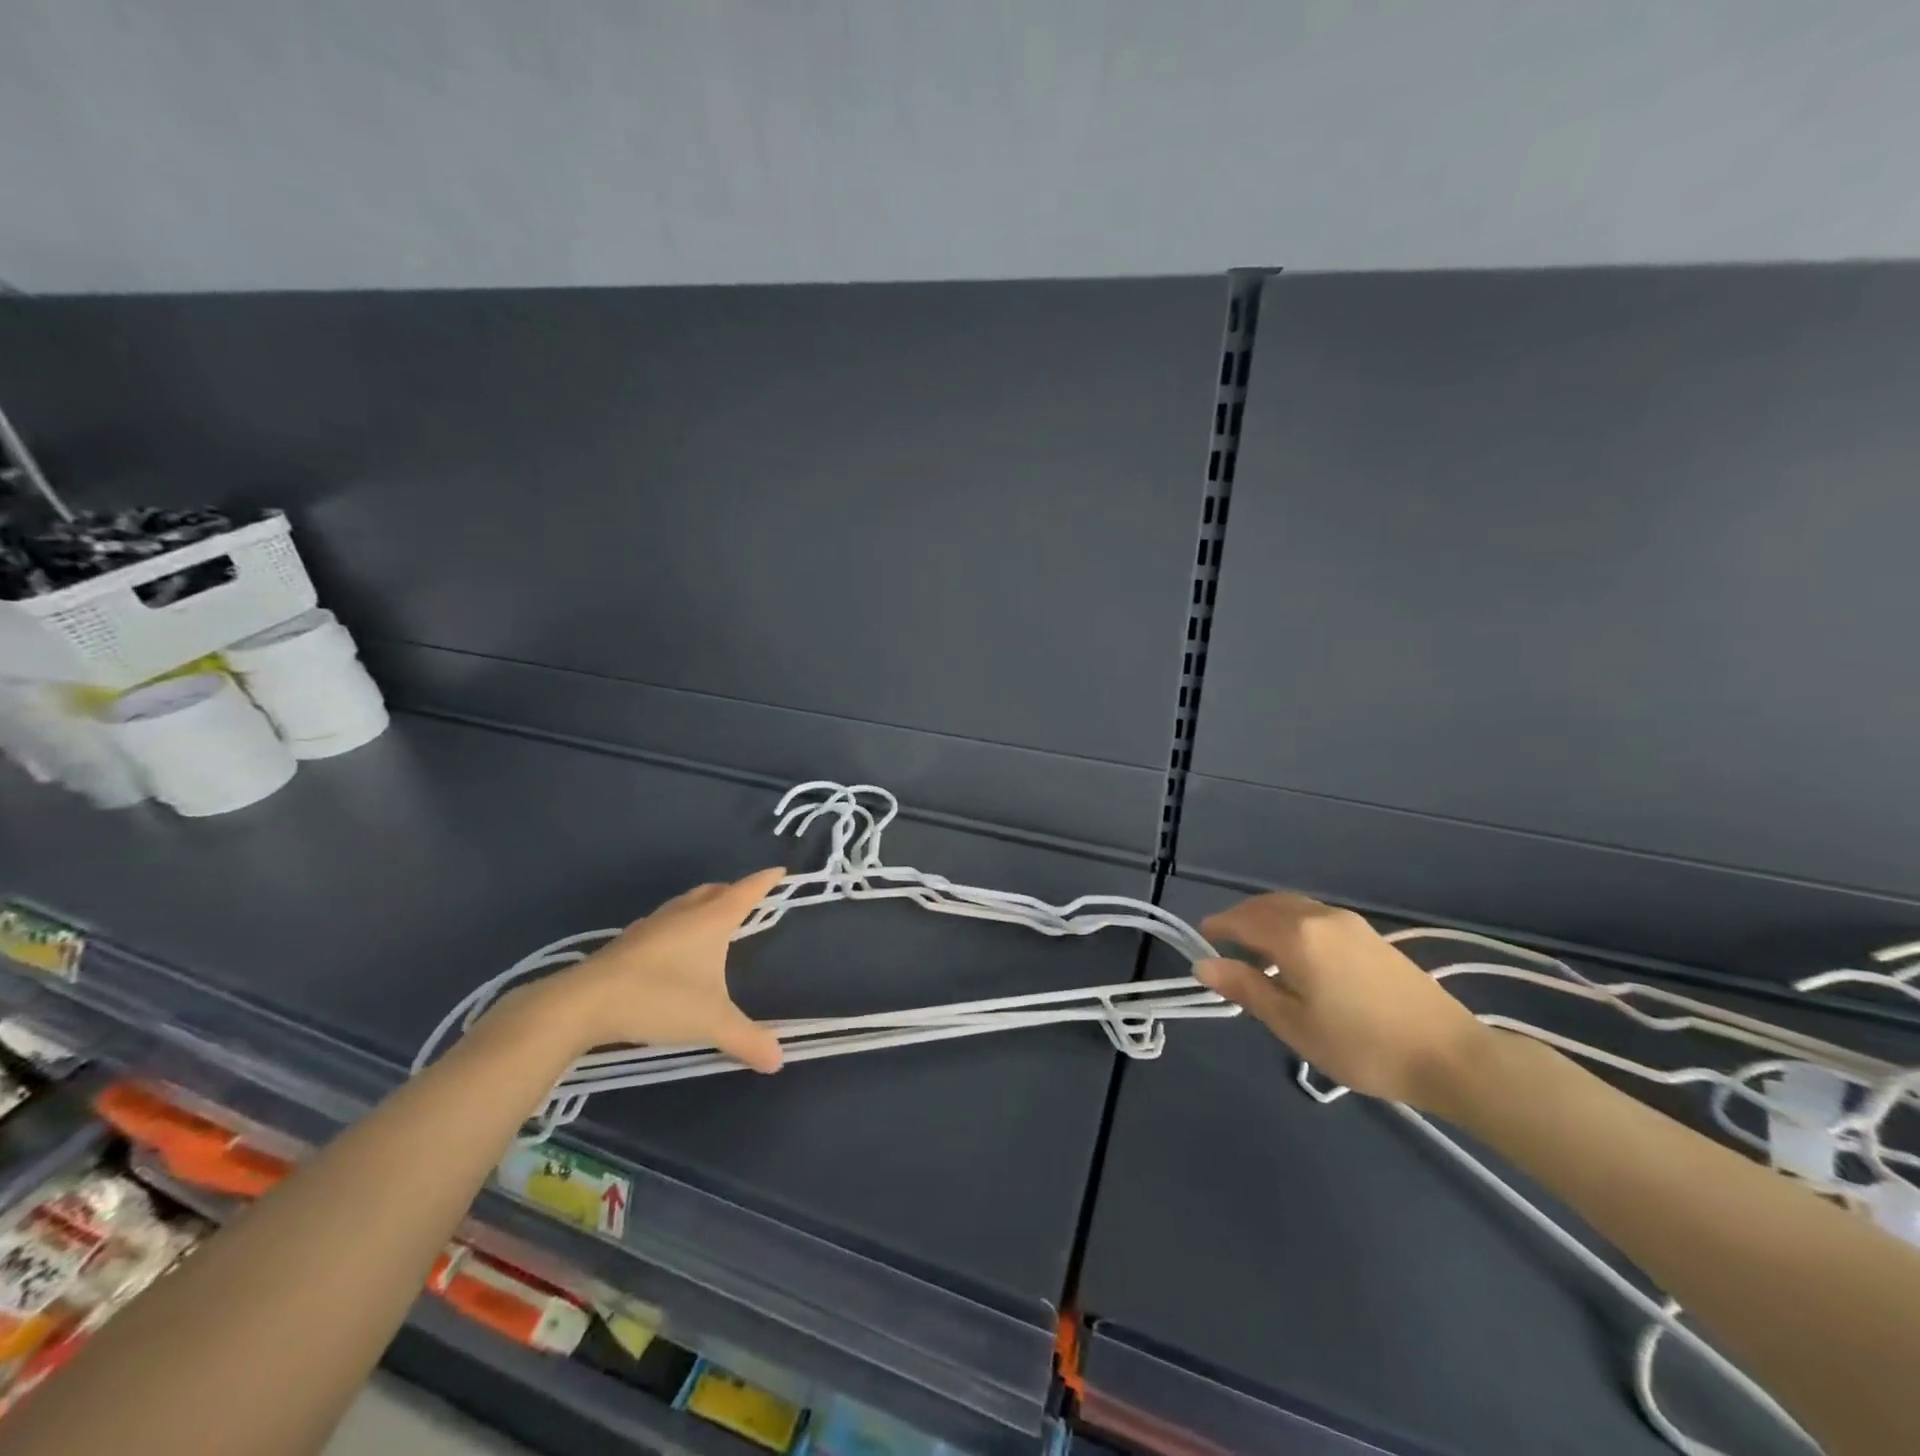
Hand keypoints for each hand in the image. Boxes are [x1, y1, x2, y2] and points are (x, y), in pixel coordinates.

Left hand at [502, 868, 788, 1072]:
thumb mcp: (710, 1022)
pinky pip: (664, 922)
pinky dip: (678, 924)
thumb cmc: (659, 999)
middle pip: (714, 891)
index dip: (765, 881)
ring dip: (703, 905)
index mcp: (711, 921)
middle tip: (747, 898)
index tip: (780, 870)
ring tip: (712, 919)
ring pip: (686, 904)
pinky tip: (673, 946)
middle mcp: (684, 914)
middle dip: (733, 891)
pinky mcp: (628, 942)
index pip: (746, 892)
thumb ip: (747, 1039)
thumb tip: (779, 1060)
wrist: (585, 1003)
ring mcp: (652, 926)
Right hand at [1195, 891, 1490, 1109]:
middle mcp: (1320, 916)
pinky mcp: (1370, 935)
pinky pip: (1315, 916)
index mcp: (1296, 935)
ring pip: (1293, 907)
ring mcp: (1349, 923)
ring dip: (1267, 920)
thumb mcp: (1293, 1024)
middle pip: (1267, 905)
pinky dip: (1292, 924)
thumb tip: (1203, 964)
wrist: (1450, 1055)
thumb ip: (1246, 988)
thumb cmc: (1361, 1045)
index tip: (1201, 940)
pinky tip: (1296, 956)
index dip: (1218, 927)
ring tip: (1258, 954)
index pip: (1242, 919)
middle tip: (1225, 947)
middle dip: (1240, 919)